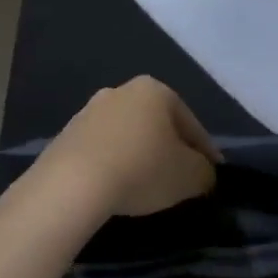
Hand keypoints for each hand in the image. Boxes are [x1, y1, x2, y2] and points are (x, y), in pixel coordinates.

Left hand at [36, 77, 220, 218]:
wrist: (72, 183)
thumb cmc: (142, 169)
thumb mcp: (190, 176)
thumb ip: (205, 171)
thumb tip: (202, 172)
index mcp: (154, 90)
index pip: (190, 122)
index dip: (205, 150)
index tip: (211, 173)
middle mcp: (120, 91)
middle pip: (157, 124)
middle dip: (169, 148)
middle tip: (180, 178)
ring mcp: (89, 111)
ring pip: (127, 135)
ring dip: (139, 155)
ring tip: (147, 186)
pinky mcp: (66, 135)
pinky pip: (102, 150)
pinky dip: (113, 164)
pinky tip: (116, 187)